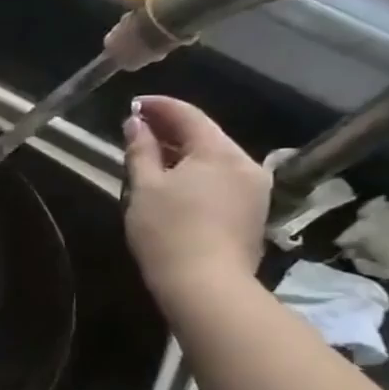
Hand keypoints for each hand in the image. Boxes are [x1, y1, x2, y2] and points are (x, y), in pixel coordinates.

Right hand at [122, 95, 270, 297]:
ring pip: (215, 157)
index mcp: (219, 152)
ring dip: (184, 151)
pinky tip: (175, 180)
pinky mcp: (252, 210)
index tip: (134, 104)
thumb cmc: (168, 231)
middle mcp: (245, 163)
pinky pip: (222, 177)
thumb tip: (135, 123)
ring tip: (152, 154)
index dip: (159, 106)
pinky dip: (197, 171)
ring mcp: (254, 188)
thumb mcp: (144, 187)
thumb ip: (141, 150)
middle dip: (171, 128)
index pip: (188, 115)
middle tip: (138, 127)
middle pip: (205, 134)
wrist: (206, 285)